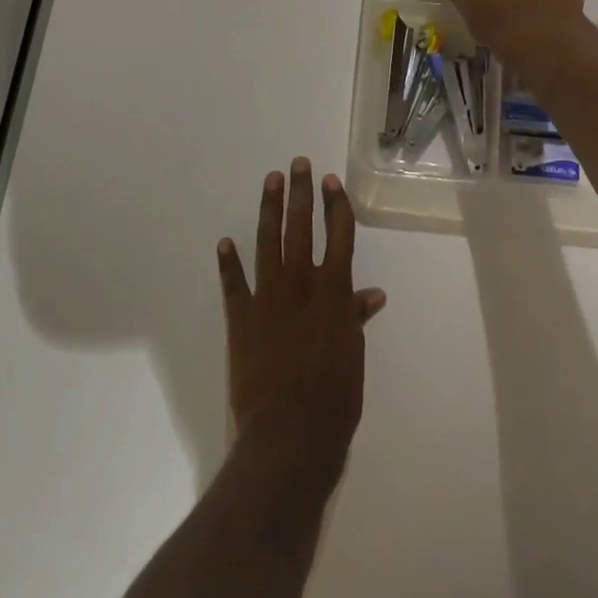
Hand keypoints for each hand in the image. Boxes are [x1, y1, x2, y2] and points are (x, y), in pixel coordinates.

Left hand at [218, 159, 386, 483]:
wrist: (290, 434)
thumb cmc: (334, 397)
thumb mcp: (353, 354)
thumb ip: (357, 317)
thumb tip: (373, 293)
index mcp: (333, 290)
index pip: (338, 234)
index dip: (335, 205)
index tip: (331, 180)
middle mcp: (301, 283)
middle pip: (301, 226)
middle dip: (301, 192)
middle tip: (298, 163)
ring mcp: (268, 297)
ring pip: (268, 241)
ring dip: (269, 209)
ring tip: (271, 180)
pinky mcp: (241, 317)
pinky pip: (233, 284)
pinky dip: (228, 263)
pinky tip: (224, 242)